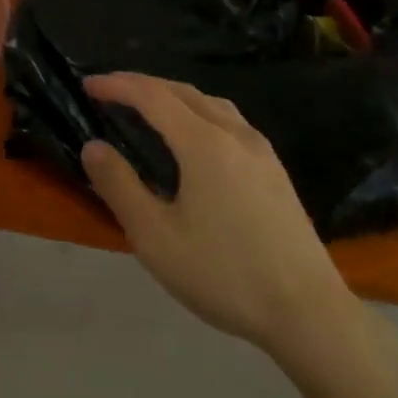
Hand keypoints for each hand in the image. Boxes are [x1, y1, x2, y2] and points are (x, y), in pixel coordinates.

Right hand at [81, 74, 353, 354]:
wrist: (309, 313)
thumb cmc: (225, 275)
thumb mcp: (156, 238)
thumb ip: (120, 187)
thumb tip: (93, 147)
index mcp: (204, 143)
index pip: (152, 96)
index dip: (117, 85)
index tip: (88, 85)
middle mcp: (234, 133)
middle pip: (182, 91)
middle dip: (143, 85)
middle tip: (110, 92)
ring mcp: (261, 150)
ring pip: (210, 103)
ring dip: (173, 96)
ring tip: (148, 108)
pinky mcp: (275, 170)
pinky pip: (229, 121)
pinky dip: (198, 112)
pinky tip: (195, 138)